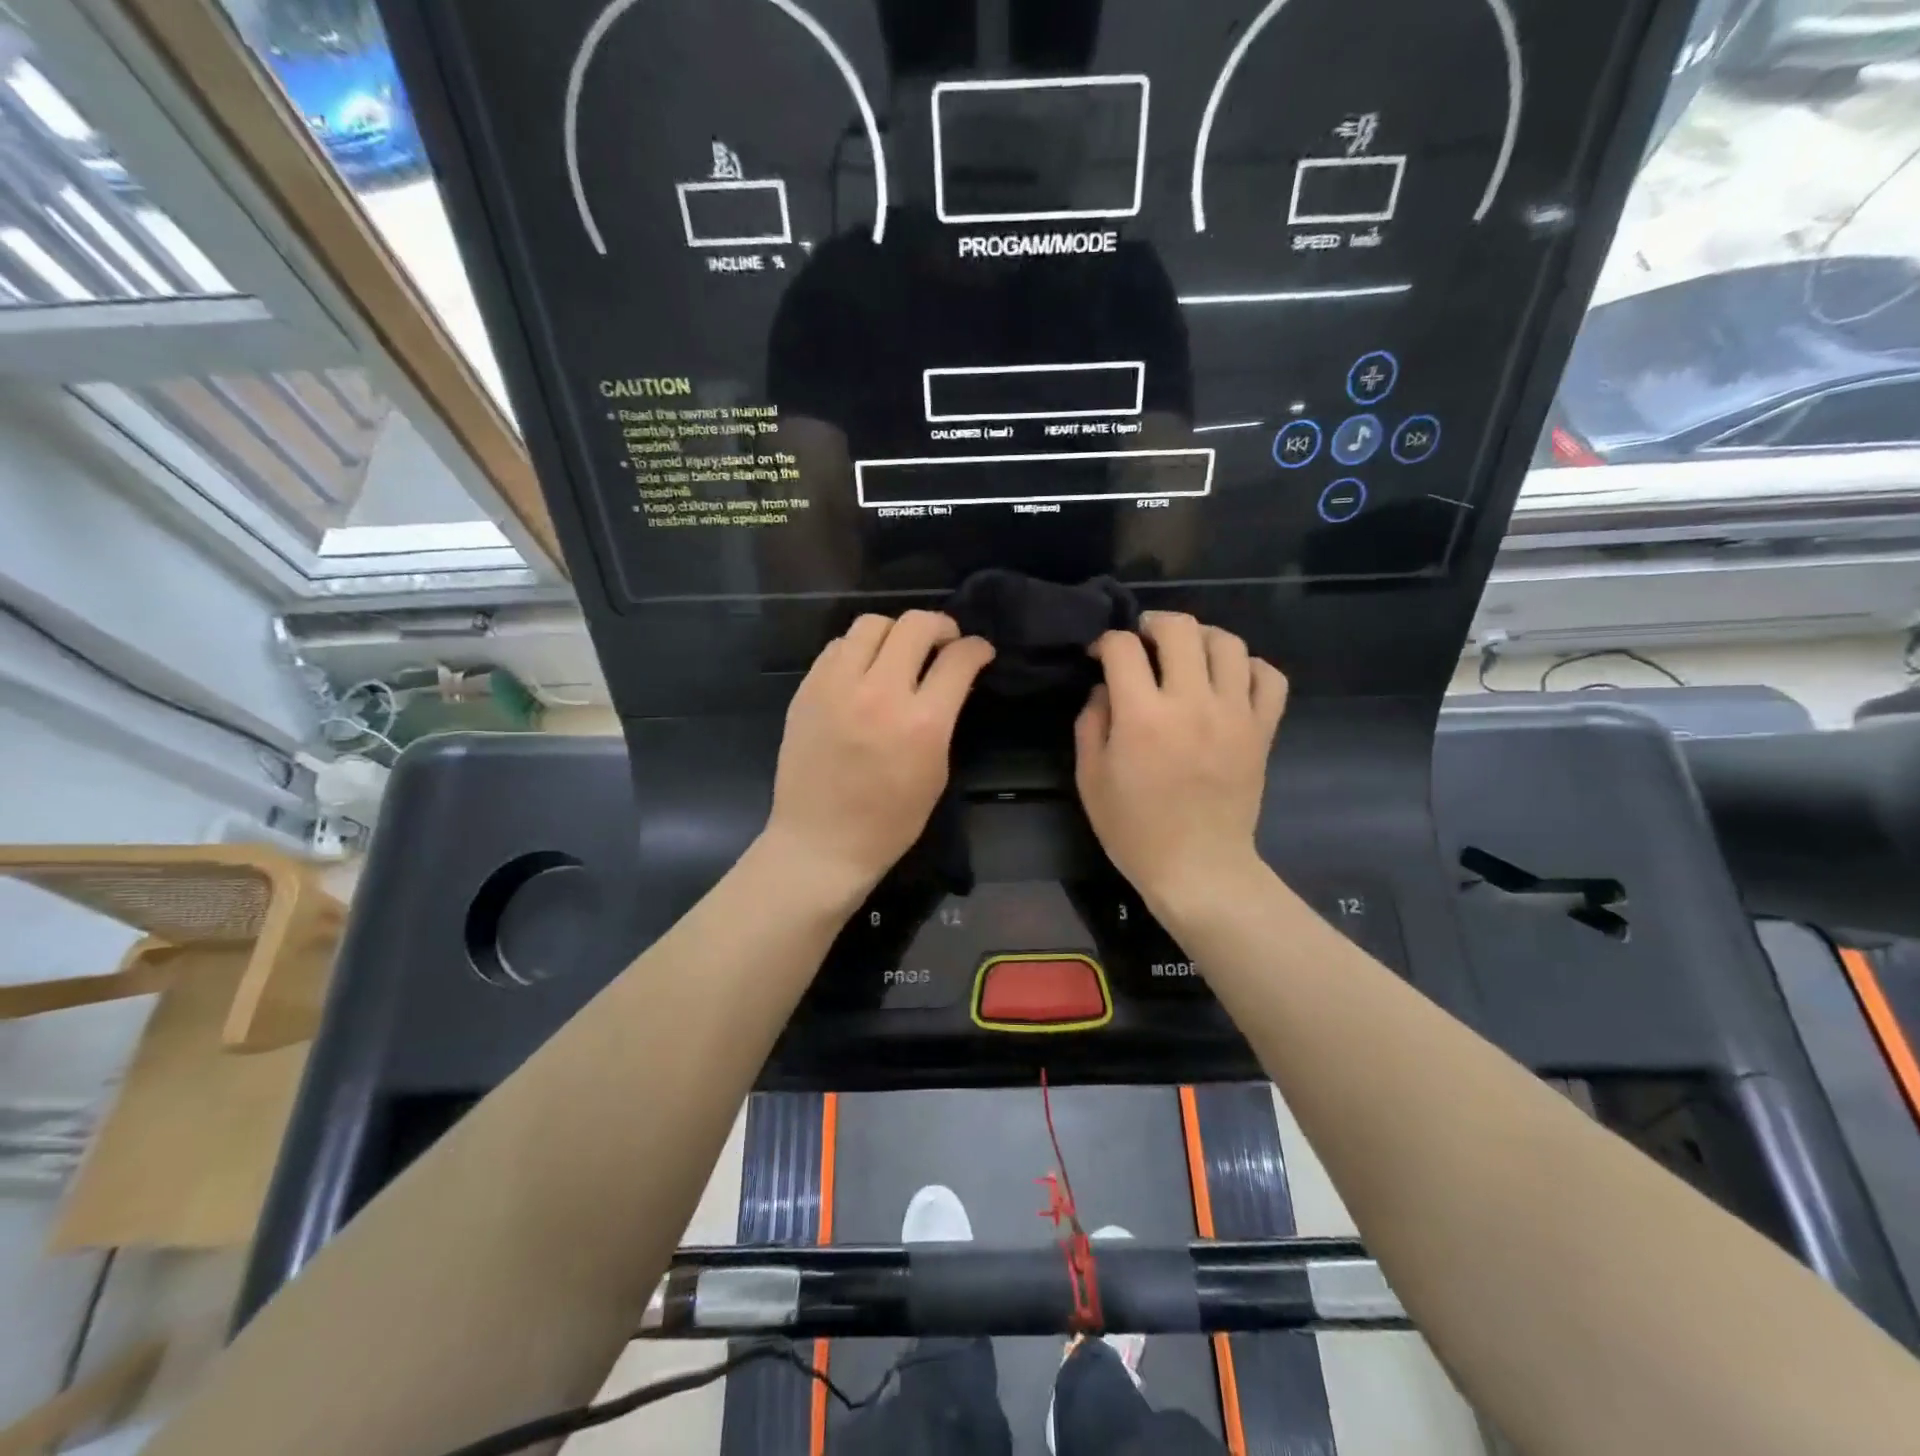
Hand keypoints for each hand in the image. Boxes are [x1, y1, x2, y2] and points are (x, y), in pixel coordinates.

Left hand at [764, 611, 993, 898]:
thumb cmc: (889, 821)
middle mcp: (879, 693)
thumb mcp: (936, 771)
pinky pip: (837, 646)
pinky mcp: (807, 690)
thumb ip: (944, 718)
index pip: (958, 659)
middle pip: (915, 625)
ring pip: (871, 623)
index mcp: (921, 722)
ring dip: (896, 632)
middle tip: (944, 642)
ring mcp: (836, 687)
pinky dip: (858, 649)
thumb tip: (950, 679)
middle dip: (941, 626)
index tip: (979, 651)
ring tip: (900, 652)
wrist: (821, 842)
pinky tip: (863, 670)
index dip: (976, 648)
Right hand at [1075, 612, 1286, 913]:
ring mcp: (1234, 714)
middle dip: (1154, 623)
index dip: (1106, 641)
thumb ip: (1091, 723)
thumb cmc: (1135, 830)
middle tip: (1144, 641)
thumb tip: (1105, 688)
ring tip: (1187, 655)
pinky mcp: (1262, 730)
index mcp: (1143, 716)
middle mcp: (1192, 703)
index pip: (1123, 648)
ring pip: (1228, 642)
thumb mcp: (1090, 779)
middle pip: (1181, 629)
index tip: (1100, 655)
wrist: (1198, 868)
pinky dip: (1250, 667)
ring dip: (1202, 638)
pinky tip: (1230, 679)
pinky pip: (1269, 677)